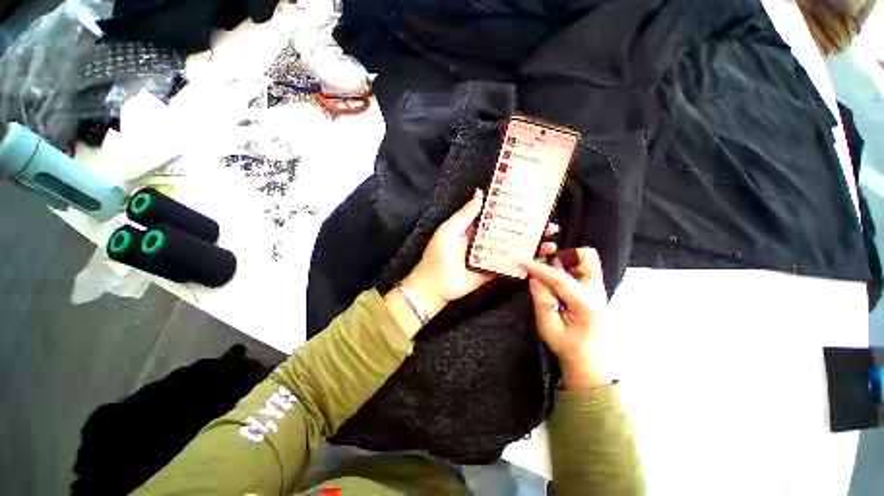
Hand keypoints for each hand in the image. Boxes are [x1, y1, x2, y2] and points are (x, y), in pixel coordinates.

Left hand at [386, 190, 557, 337]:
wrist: (434, 285)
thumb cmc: (438, 255)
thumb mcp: (449, 230)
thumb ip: (465, 214)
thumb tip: (480, 192)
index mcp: (475, 228)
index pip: (498, 215)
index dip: (514, 209)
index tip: (533, 205)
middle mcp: (485, 240)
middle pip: (510, 231)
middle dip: (530, 228)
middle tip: (551, 225)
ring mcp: (491, 256)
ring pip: (514, 248)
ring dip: (532, 245)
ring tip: (552, 242)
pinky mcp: (493, 271)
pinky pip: (510, 266)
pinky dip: (525, 264)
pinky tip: (540, 260)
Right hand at [521, 247, 609, 390]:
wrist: (591, 363)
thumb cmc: (569, 348)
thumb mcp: (549, 327)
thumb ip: (541, 300)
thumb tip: (534, 278)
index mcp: (586, 303)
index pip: (560, 278)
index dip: (539, 268)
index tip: (523, 260)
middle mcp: (596, 290)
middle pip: (586, 257)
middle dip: (564, 255)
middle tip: (545, 263)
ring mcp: (597, 289)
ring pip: (586, 260)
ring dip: (566, 261)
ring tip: (549, 272)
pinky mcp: (593, 290)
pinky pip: (582, 269)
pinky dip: (567, 268)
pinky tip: (555, 280)